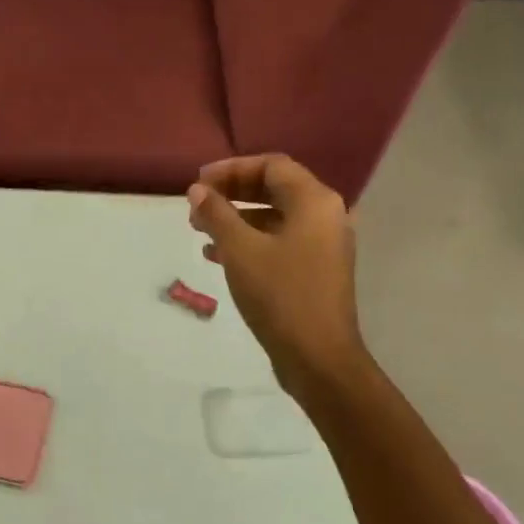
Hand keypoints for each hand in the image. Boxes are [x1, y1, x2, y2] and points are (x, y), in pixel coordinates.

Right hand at [186, 155, 367, 399]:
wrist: (318, 357)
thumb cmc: (280, 296)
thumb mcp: (240, 251)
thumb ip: (217, 214)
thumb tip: (198, 190)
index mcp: (315, 201)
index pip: (272, 165)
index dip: (231, 169)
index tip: (198, 183)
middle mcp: (326, 216)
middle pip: (275, 189)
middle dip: (232, 194)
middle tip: (197, 206)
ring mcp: (324, 245)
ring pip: (275, 218)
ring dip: (237, 219)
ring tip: (200, 231)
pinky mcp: (317, 271)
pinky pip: (280, 242)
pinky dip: (251, 242)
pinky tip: (218, 256)